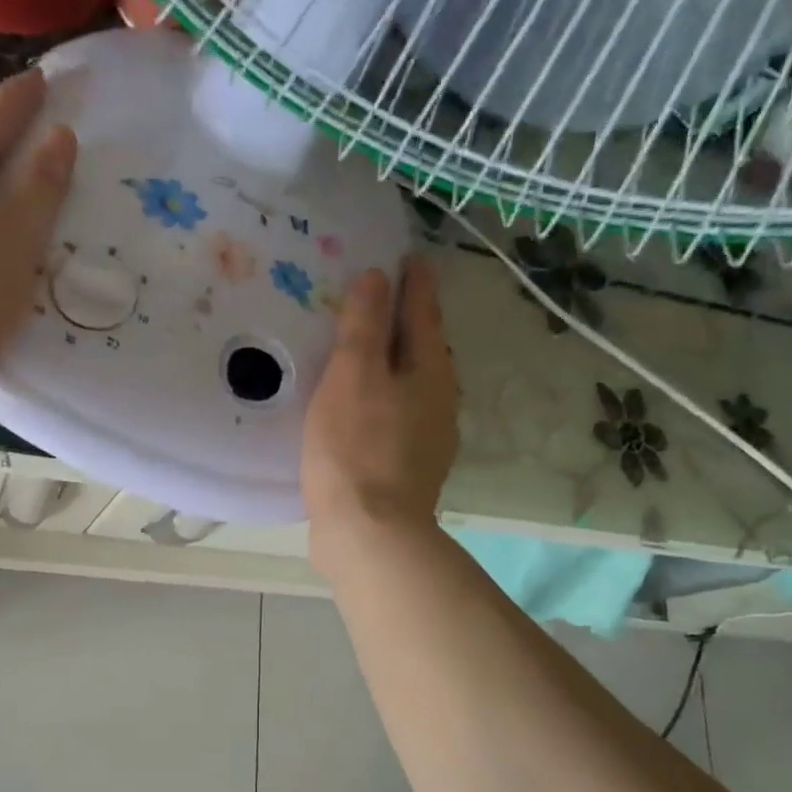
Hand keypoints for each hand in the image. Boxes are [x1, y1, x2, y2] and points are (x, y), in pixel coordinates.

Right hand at [302, 255, 458, 571]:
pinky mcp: (405, 468)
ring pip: (408, 386)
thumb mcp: (353, 375)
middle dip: (404, 322)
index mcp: (430, 373)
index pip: (424, 314)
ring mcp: (426, 439)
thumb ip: (364, 325)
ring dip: (390, 364)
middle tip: (378, 297)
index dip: (414, 284)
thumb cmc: (357, 448)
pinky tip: (355, 406)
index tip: (408, 257)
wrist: (369, 534)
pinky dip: (377, 399)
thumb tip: (377, 277)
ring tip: (361, 350)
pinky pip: (392, 416)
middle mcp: (438, 402)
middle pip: (422, 350)